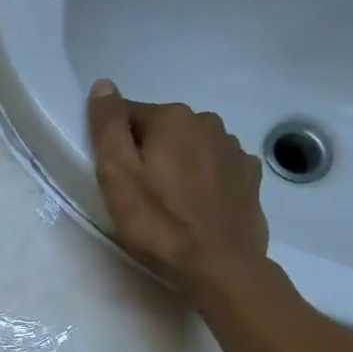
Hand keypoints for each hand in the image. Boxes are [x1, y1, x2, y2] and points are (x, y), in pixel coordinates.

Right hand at [86, 79, 271, 305]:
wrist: (219, 266)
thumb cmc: (158, 222)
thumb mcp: (117, 175)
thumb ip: (108, 127)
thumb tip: (103, 85)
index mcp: (173, 118)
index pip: (128, 114)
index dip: (114, 143)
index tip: (112, 175)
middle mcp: (208, 122)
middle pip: (162, 129)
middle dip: (147, 151)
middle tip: (137, 192)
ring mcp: (234, 149)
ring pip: (191, 147)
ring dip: (176, 164)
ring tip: (167, 201)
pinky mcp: (250, 177)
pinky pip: (215, 167)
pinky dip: (203, 178)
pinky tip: (195, 205)